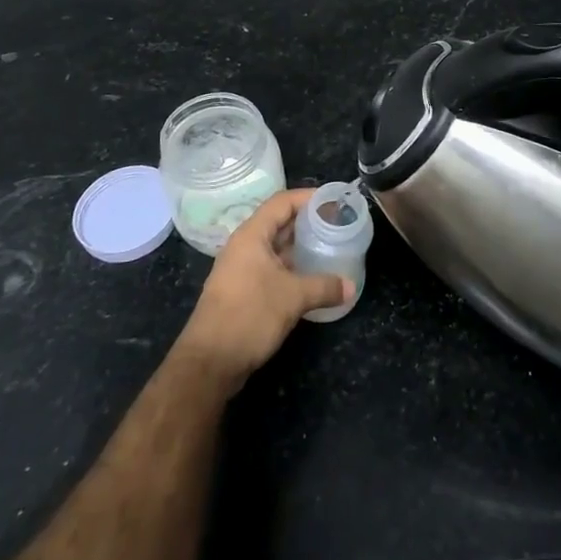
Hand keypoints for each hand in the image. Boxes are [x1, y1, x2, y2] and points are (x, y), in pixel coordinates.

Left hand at [174, 190, 350, 389]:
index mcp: (252, 236)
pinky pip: (272, 268)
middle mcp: (244, 246)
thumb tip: (351, 286)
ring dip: (300, 246)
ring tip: (329, 246)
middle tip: (337, 223)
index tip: (334, 200)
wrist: (209, 362)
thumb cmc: (250, 315)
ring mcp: (241, 269)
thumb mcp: (293, 297)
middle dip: (307, 221)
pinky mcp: (242, 291)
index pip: (282, 202)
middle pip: (279, 222)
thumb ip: (324, 287)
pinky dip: (292, 267)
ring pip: (275, 248)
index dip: (308, 197)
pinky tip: (312, 277)